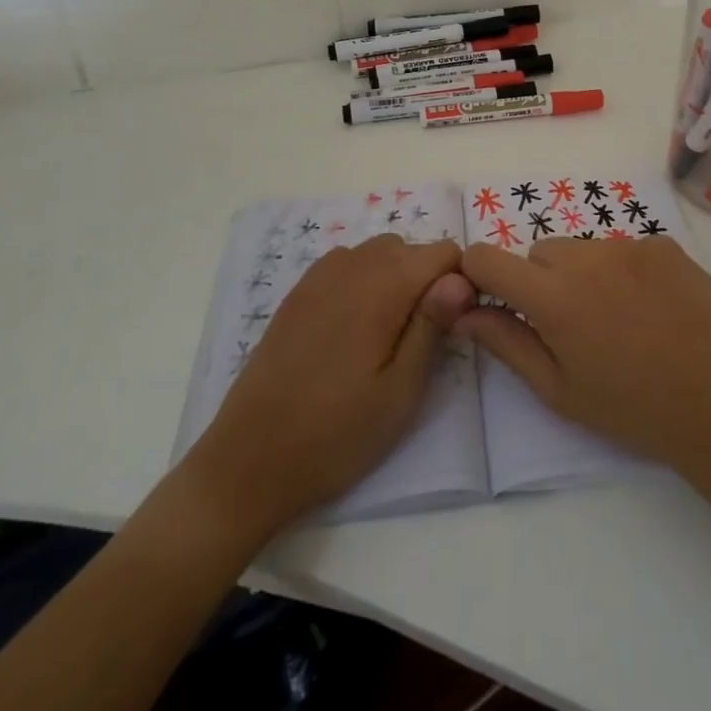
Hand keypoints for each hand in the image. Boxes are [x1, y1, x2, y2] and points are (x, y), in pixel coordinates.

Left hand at [183, 236, 473, 539]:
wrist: (248, 463)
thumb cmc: (336, 434)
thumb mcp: (400, 392)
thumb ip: (432, 326)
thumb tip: (461, 276)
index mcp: (382, 289)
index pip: (442, 252)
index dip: (457, 282)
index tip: (452, 324)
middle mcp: (351, 269)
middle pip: (410, 247)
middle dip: (427, 278)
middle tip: (421, 337)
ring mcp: (317, 278)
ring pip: (377, 251)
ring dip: (395, 275)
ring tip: (389, 331)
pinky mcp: (296, 294)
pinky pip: (344, 262)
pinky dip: (362, 277)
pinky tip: (354, 322)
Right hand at [457, 236, 710, 469]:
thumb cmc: (628, 406)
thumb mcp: (557, 389)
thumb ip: (506, 343)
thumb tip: (464, 313)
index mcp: (553, 297)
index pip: (488, 258)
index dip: (479, 273)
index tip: (491, 296)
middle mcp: (587, 258)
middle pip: (541, 252)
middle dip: (542, 280)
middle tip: (570, 324)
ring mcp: (630, 246)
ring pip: (584, 248)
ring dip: (585, 273)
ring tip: (617, 316)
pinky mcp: (664, 246)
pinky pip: (626, 248)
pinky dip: (626, 270)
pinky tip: (651, 306)